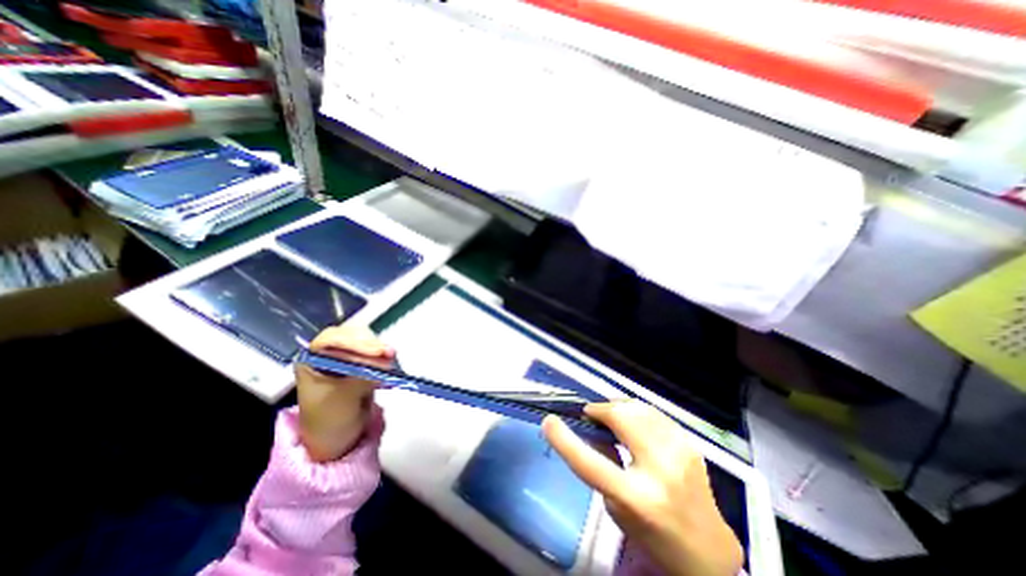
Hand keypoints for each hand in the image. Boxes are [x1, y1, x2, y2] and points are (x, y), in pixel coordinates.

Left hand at [298, 324, 396, 462]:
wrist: (336, 438)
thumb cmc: (329, 420)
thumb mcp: (341, 399)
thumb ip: (361, 377)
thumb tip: (385, 361)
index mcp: (311, 359)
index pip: (333, 340)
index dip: (356, 343)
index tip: (379, 352)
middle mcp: (328, 352)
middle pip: (352, 336)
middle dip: (371, 344)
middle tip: (390, 354)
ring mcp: (347, 355)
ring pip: (366, 341)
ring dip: (380, 350)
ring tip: (391, 361)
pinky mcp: (363, 361)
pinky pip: (375, 351)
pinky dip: (384, 356)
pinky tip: (390, 364)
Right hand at [540, 400, 740, 574]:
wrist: (707, 550)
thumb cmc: (652, 534)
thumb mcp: (615, 508)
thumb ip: (601, 465)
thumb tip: (591, 429)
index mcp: (637, 498)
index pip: (590, 463)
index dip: (564, 439)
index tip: (549, 421)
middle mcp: (660, 470)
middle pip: (620, 417)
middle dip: (599, 410)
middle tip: (591, 416)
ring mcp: (679, 452)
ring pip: (637, 407)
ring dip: (617, 408)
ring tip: (611, 417)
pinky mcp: (690, 443)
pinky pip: (653, 413)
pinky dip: (636, 412)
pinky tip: (632, 423)